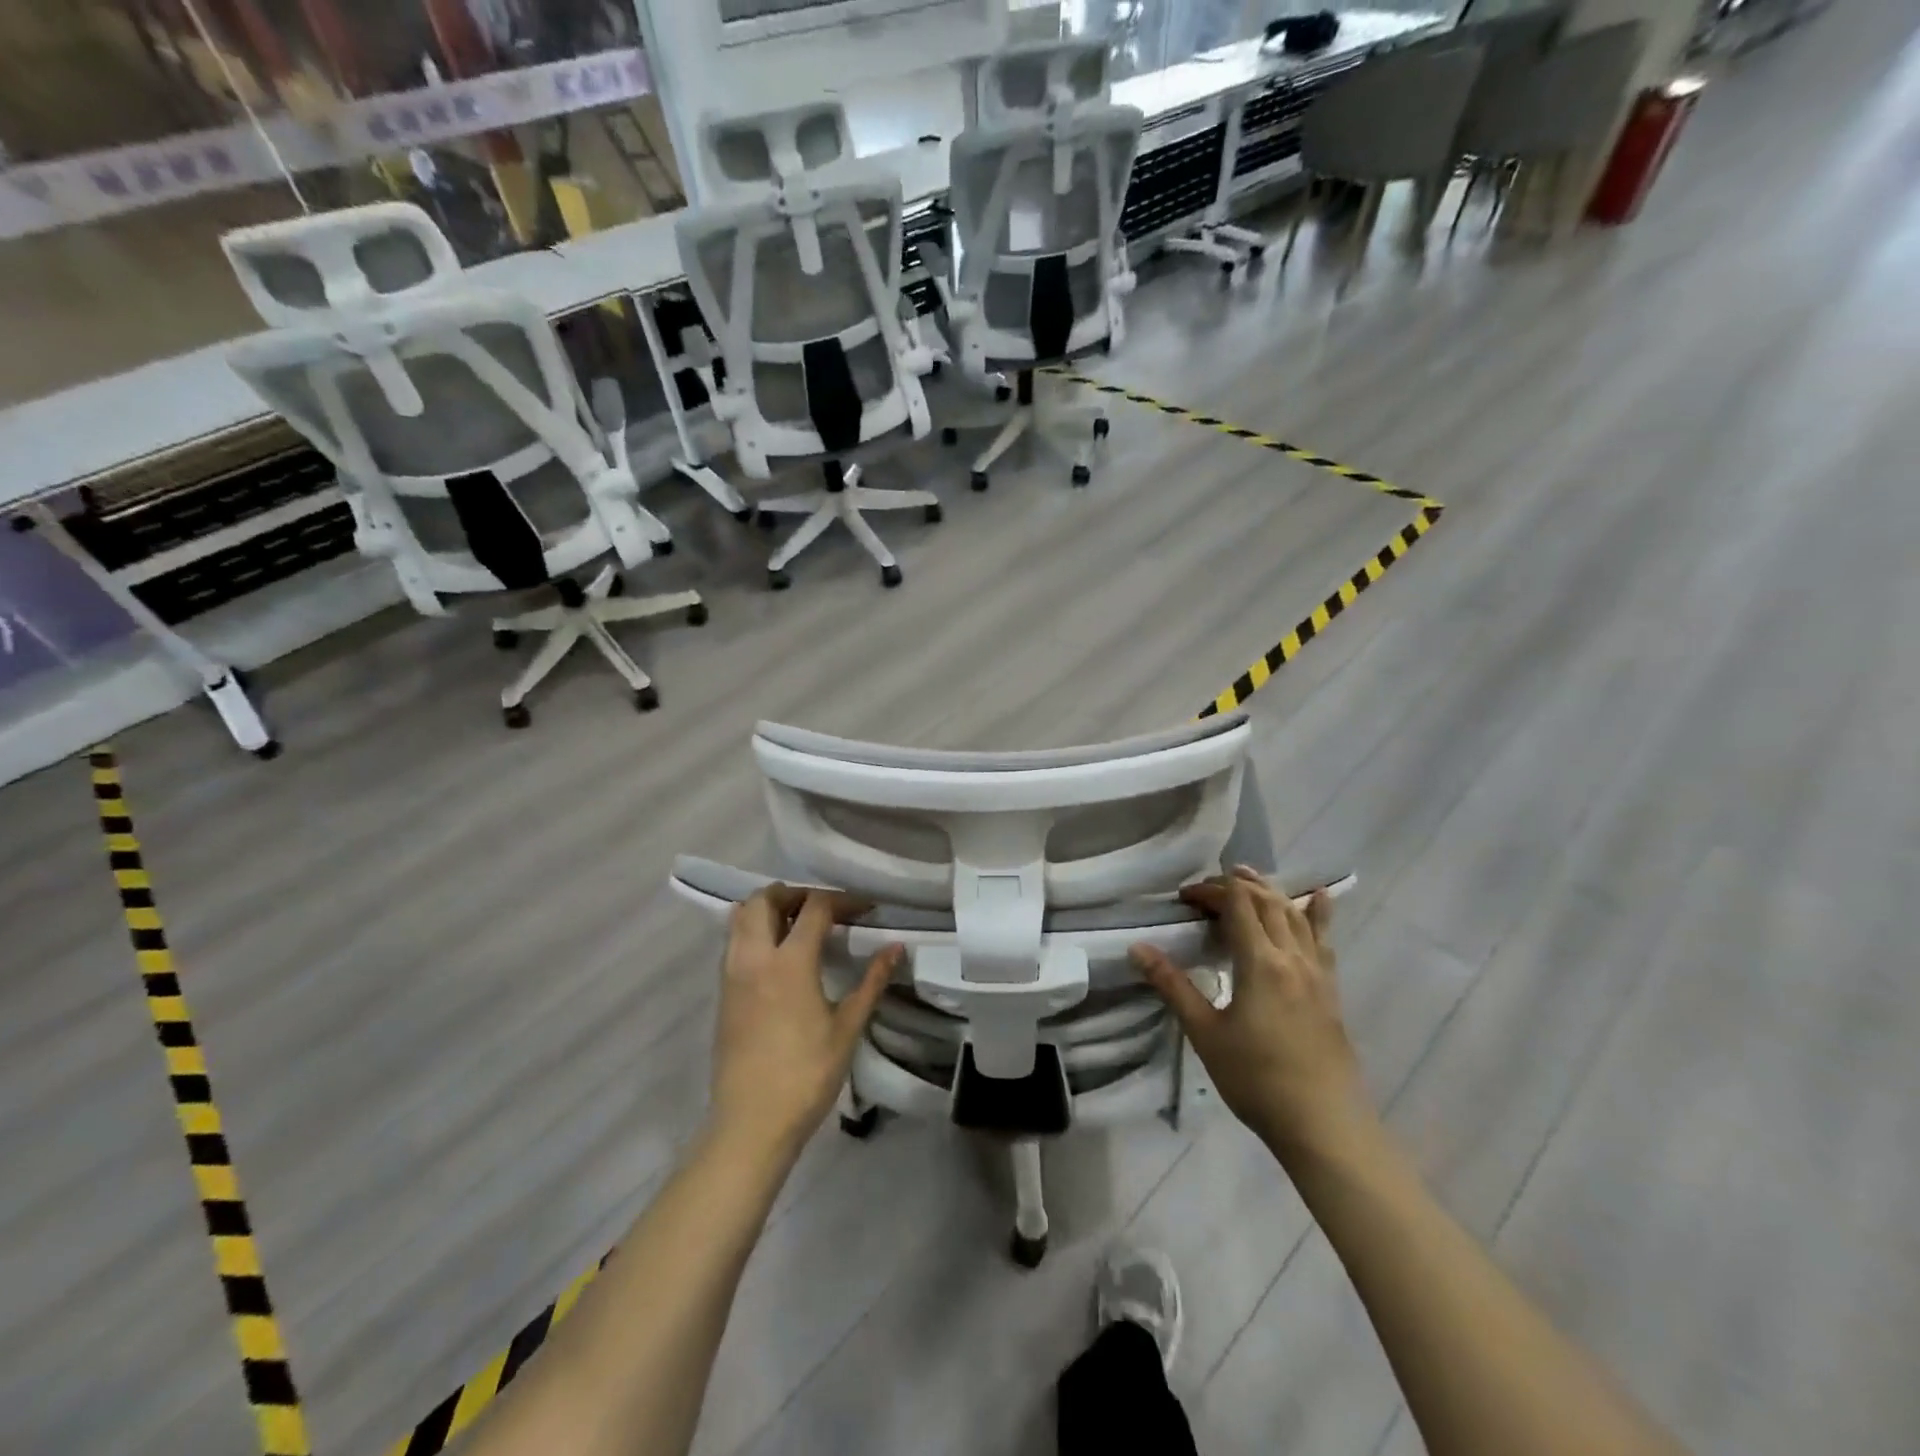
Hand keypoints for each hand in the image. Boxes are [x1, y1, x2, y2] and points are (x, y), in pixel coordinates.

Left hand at [710, 885, 902, 1163]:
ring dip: (769, 908)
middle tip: (825, 909)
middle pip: (765, 898)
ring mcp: (732, 974)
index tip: (866, 909)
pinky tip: (779, 955)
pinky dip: (754, 930)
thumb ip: (872, 982)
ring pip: (741, 916)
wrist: (751, 1124)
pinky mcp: (722, 993)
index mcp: (789, 963)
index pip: (814, 908)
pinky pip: (733, 941)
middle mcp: (754, 958)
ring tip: (800, 926)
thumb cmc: (806, 1076)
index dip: (843, 900)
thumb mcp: (847, 1028)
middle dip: (796, 893)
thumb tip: (896, 948)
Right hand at [1132, 866, 1374, 1164]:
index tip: (1184, 898)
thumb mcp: (1205, 1032)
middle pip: (1266, 901)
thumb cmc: (1256, 1079)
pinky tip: (1317, 898)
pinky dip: (1317, 912)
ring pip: (1295, 914)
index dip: (1210, 890)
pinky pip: (1323, 938)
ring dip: (1270, 890)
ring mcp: (1317, 972)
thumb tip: (1137, 948)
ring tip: (1248, 877)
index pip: (1237, 904)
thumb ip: (1172, 985)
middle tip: (1206, 889)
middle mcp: (1292, 957)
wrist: (1323, 1124)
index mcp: (1261, 962)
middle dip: (1235, 885)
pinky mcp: (1331, 989)